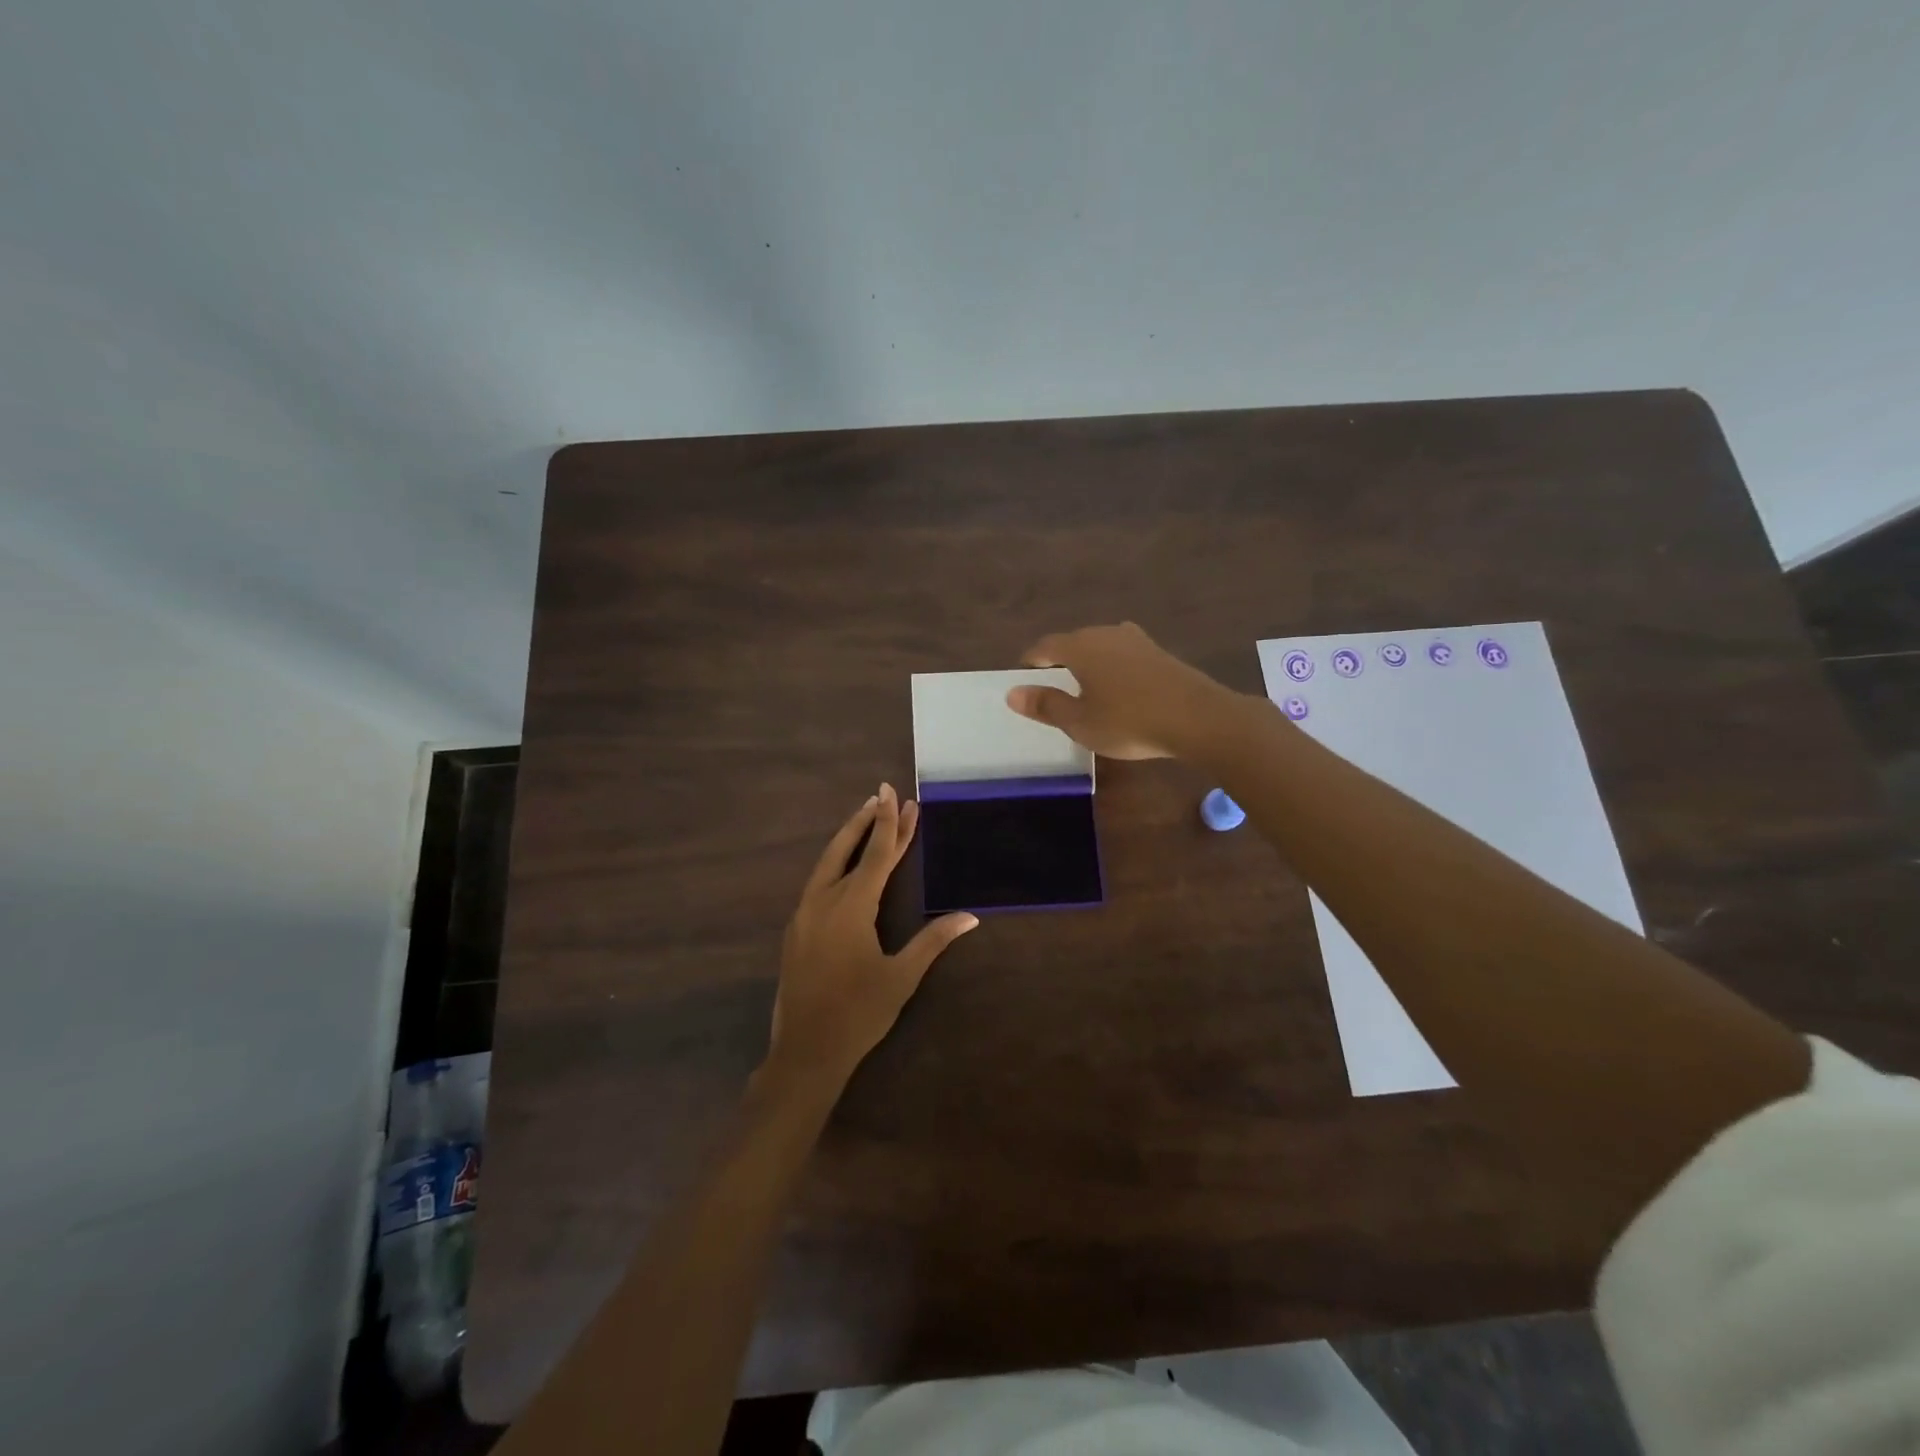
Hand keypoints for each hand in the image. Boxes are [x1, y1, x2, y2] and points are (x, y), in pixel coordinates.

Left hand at [766, 784, 978, 1087]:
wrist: (805, 1051)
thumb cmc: (859, 1013)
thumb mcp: (901, 977)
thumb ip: (932, 941)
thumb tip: (969, 916)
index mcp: (851, 907)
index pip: (875, 854)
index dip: (889, 823)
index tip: (893, 793)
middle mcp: (823, 901)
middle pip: (844, 848)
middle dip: (866, 821)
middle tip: (881, 794)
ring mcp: (804, 915)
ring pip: (826, 864)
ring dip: (848, 839)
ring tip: (865, 819)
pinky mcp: (795, 930)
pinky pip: (817, 883)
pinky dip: (835, 864)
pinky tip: (844, 868)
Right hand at [1005, 622, 1228, 759]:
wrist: (1198, 718)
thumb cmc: (1129, 721)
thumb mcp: (1080, 722)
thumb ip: (1046, 705)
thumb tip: (1013, 693)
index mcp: (1080, 647)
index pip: (1045, 646)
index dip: (1030, 661)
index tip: (1024, 676)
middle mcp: (1105, 633)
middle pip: (1073, 642)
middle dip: (1059, 660)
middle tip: (1052, 684)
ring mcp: (1136, 640)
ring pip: (1100, 646)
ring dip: (1088, 662)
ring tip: (1084, 686)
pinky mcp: (1159, 651)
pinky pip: (1123, 654)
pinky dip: (1112, 667)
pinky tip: (1118, 687)